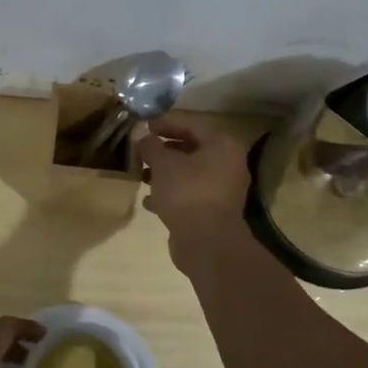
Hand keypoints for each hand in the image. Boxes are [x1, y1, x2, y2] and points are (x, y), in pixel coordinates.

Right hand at [136, 114, 252, 270]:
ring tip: (141, 175)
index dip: (165, 124)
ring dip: (165, 174)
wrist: (206, 242)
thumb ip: (150, 145)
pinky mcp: (213, 212)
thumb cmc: (187, 193)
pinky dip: (170, 195)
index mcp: (222, 147)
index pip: (191, 126)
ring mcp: (222, 191)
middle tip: (141, 151)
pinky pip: (189, 195)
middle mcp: (227, 165)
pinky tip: (148, 201)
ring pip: (189, 174)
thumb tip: (140, 131)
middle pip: (191, 150)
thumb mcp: (163, 164)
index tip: (143, 126)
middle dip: (163, 151)